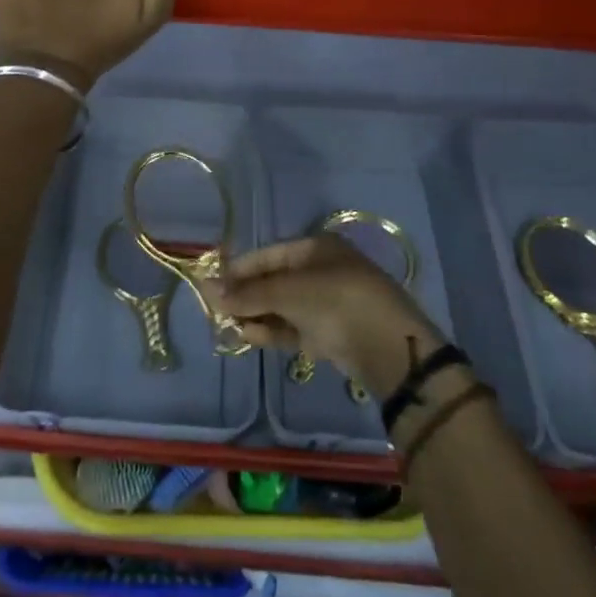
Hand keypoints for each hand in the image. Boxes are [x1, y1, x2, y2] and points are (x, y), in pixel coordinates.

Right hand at [204, 234, 446, 397]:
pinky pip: (293, 327)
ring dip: (255, 315)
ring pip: (281, 306)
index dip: (239, 270)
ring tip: (228, 326)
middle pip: (273, 281)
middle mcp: (321, 271)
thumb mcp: (288, 292)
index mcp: (316, 248)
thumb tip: (207, 290)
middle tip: (216, 310)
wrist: (388, 348)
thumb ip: (248, 293)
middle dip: (245, 296)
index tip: (212, 285)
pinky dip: (271, 331)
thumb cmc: (336, 302)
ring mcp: (326, 303)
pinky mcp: (329, 333)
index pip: (268, 255)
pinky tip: (248, 337)